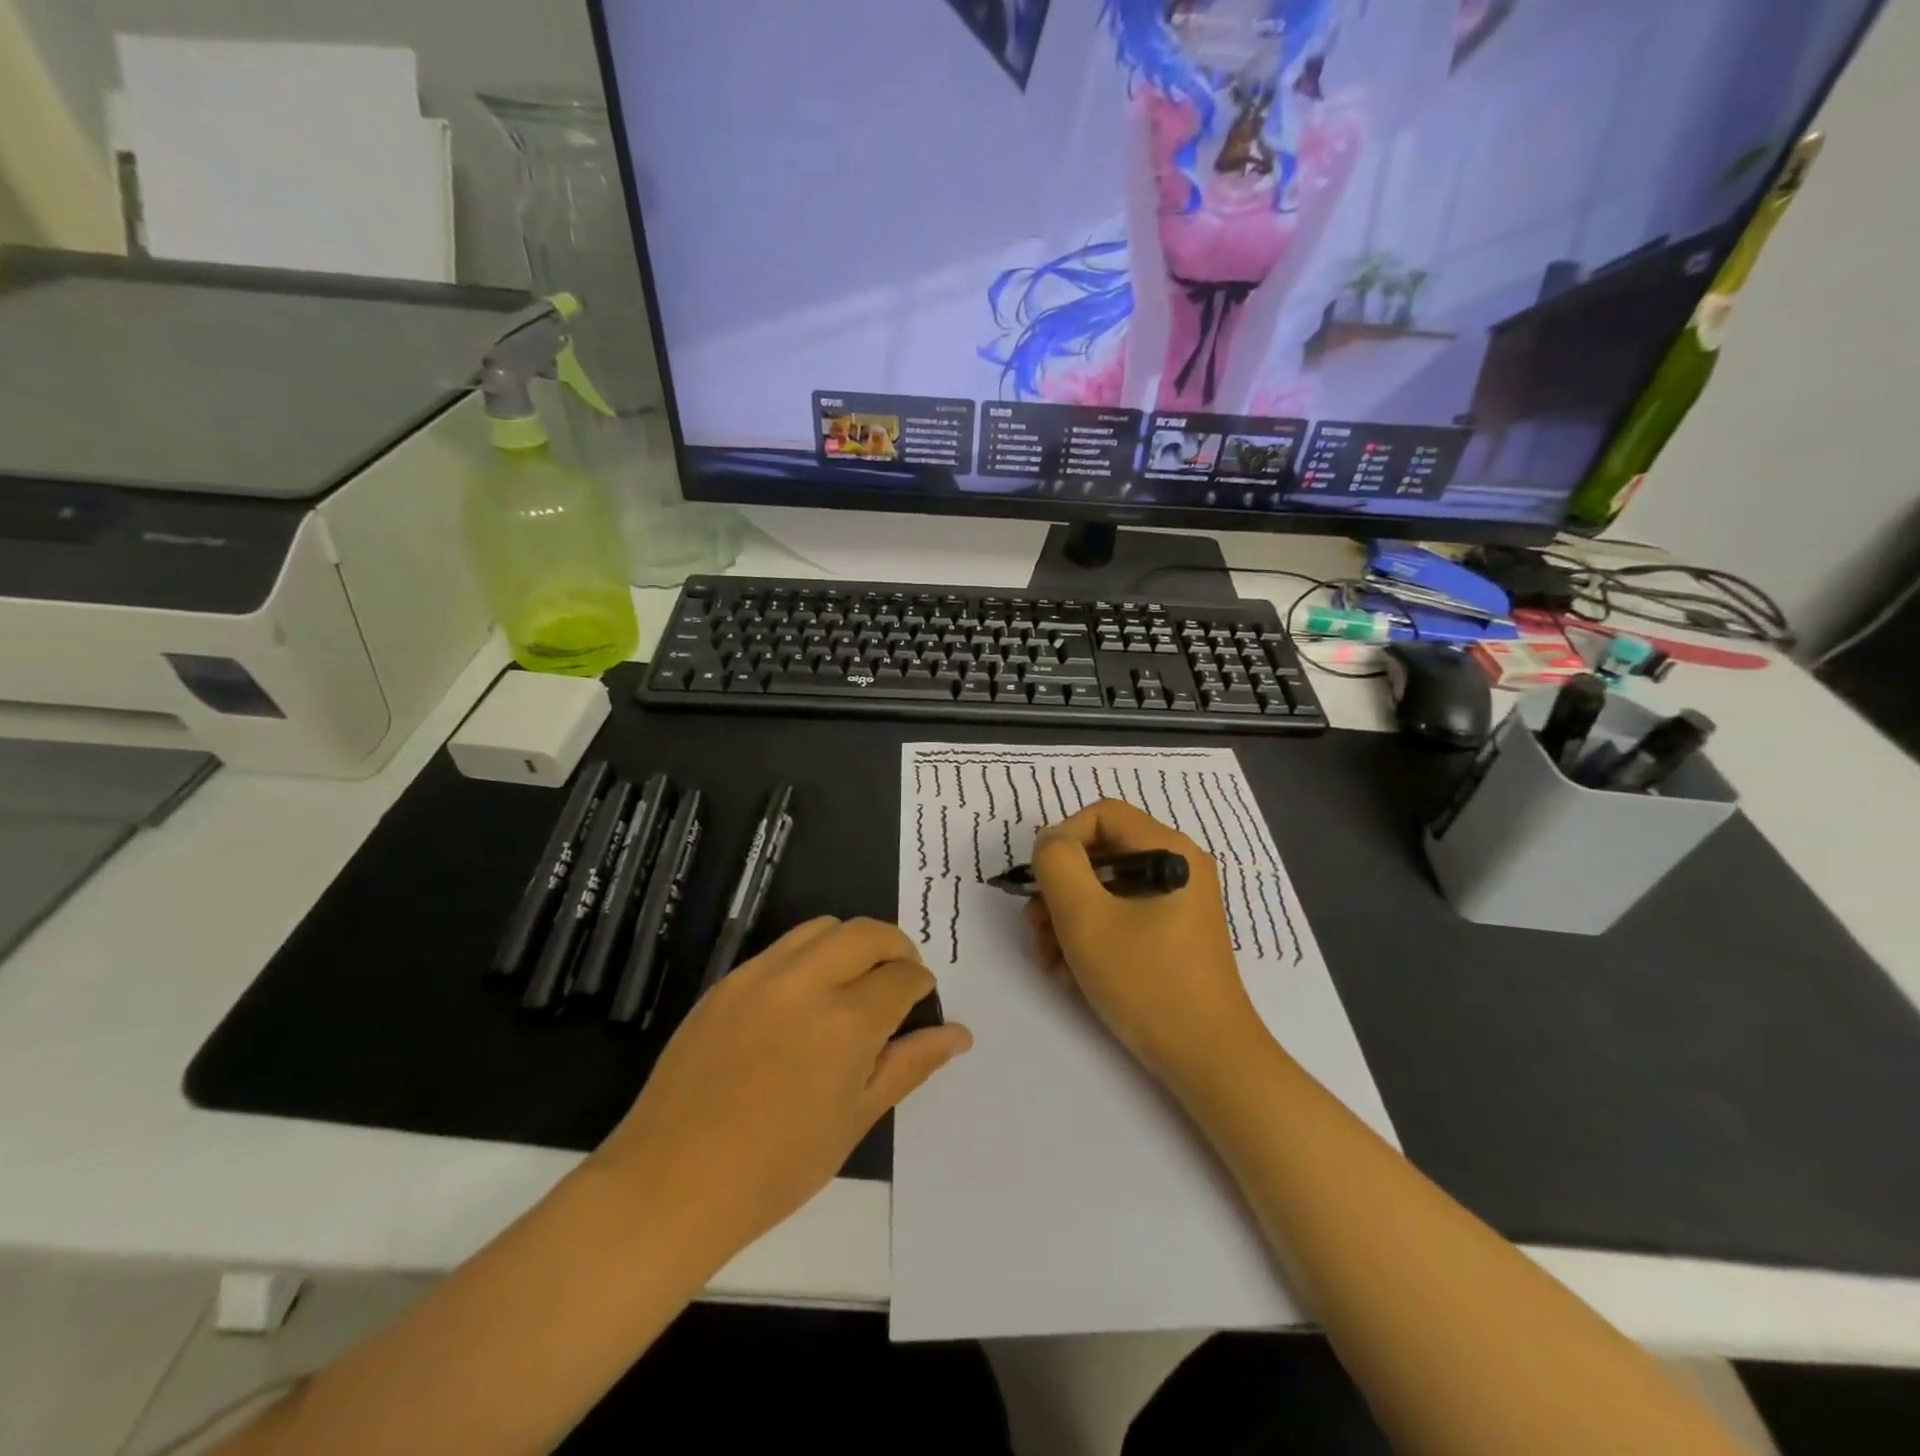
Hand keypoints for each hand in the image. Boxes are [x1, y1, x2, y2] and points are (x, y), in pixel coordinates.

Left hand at [592, 918, 970, 1262]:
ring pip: (824, 928)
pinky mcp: (727, 981)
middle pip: (868, 932)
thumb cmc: (777, 1167)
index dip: (920, 987)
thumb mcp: (856, 1119)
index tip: (918, 1005)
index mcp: (847, 1022)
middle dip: (896, 948)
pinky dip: (809, 957)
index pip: (903, 976)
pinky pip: (782, 948)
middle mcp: (807, 982)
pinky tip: (803, 999)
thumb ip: (910, 1064)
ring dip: (852, 944)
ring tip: (853, 982)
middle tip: (897, 980)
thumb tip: (959, 1034)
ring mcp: (761, 976)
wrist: (673, 1183)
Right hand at [1028, 800, 1260, 1088]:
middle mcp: (1177, 867)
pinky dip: (1091, 939)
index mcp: (1169, 850)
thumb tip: (1051, 844)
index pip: (1101, 814)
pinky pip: (1120, 919)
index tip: (1038, 884)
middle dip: (1059, 890)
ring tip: (1050, 962)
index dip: (1061, 840)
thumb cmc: (1146, 982)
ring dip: (1067, 920)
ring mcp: (1176, 904)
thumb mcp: (1086, 918)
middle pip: (1100, 854)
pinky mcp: (1171, 936)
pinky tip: (1072, 976)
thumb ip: (1057, 864)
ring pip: (1104, 891)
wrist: (1208, 1061)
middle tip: (1036, 930)